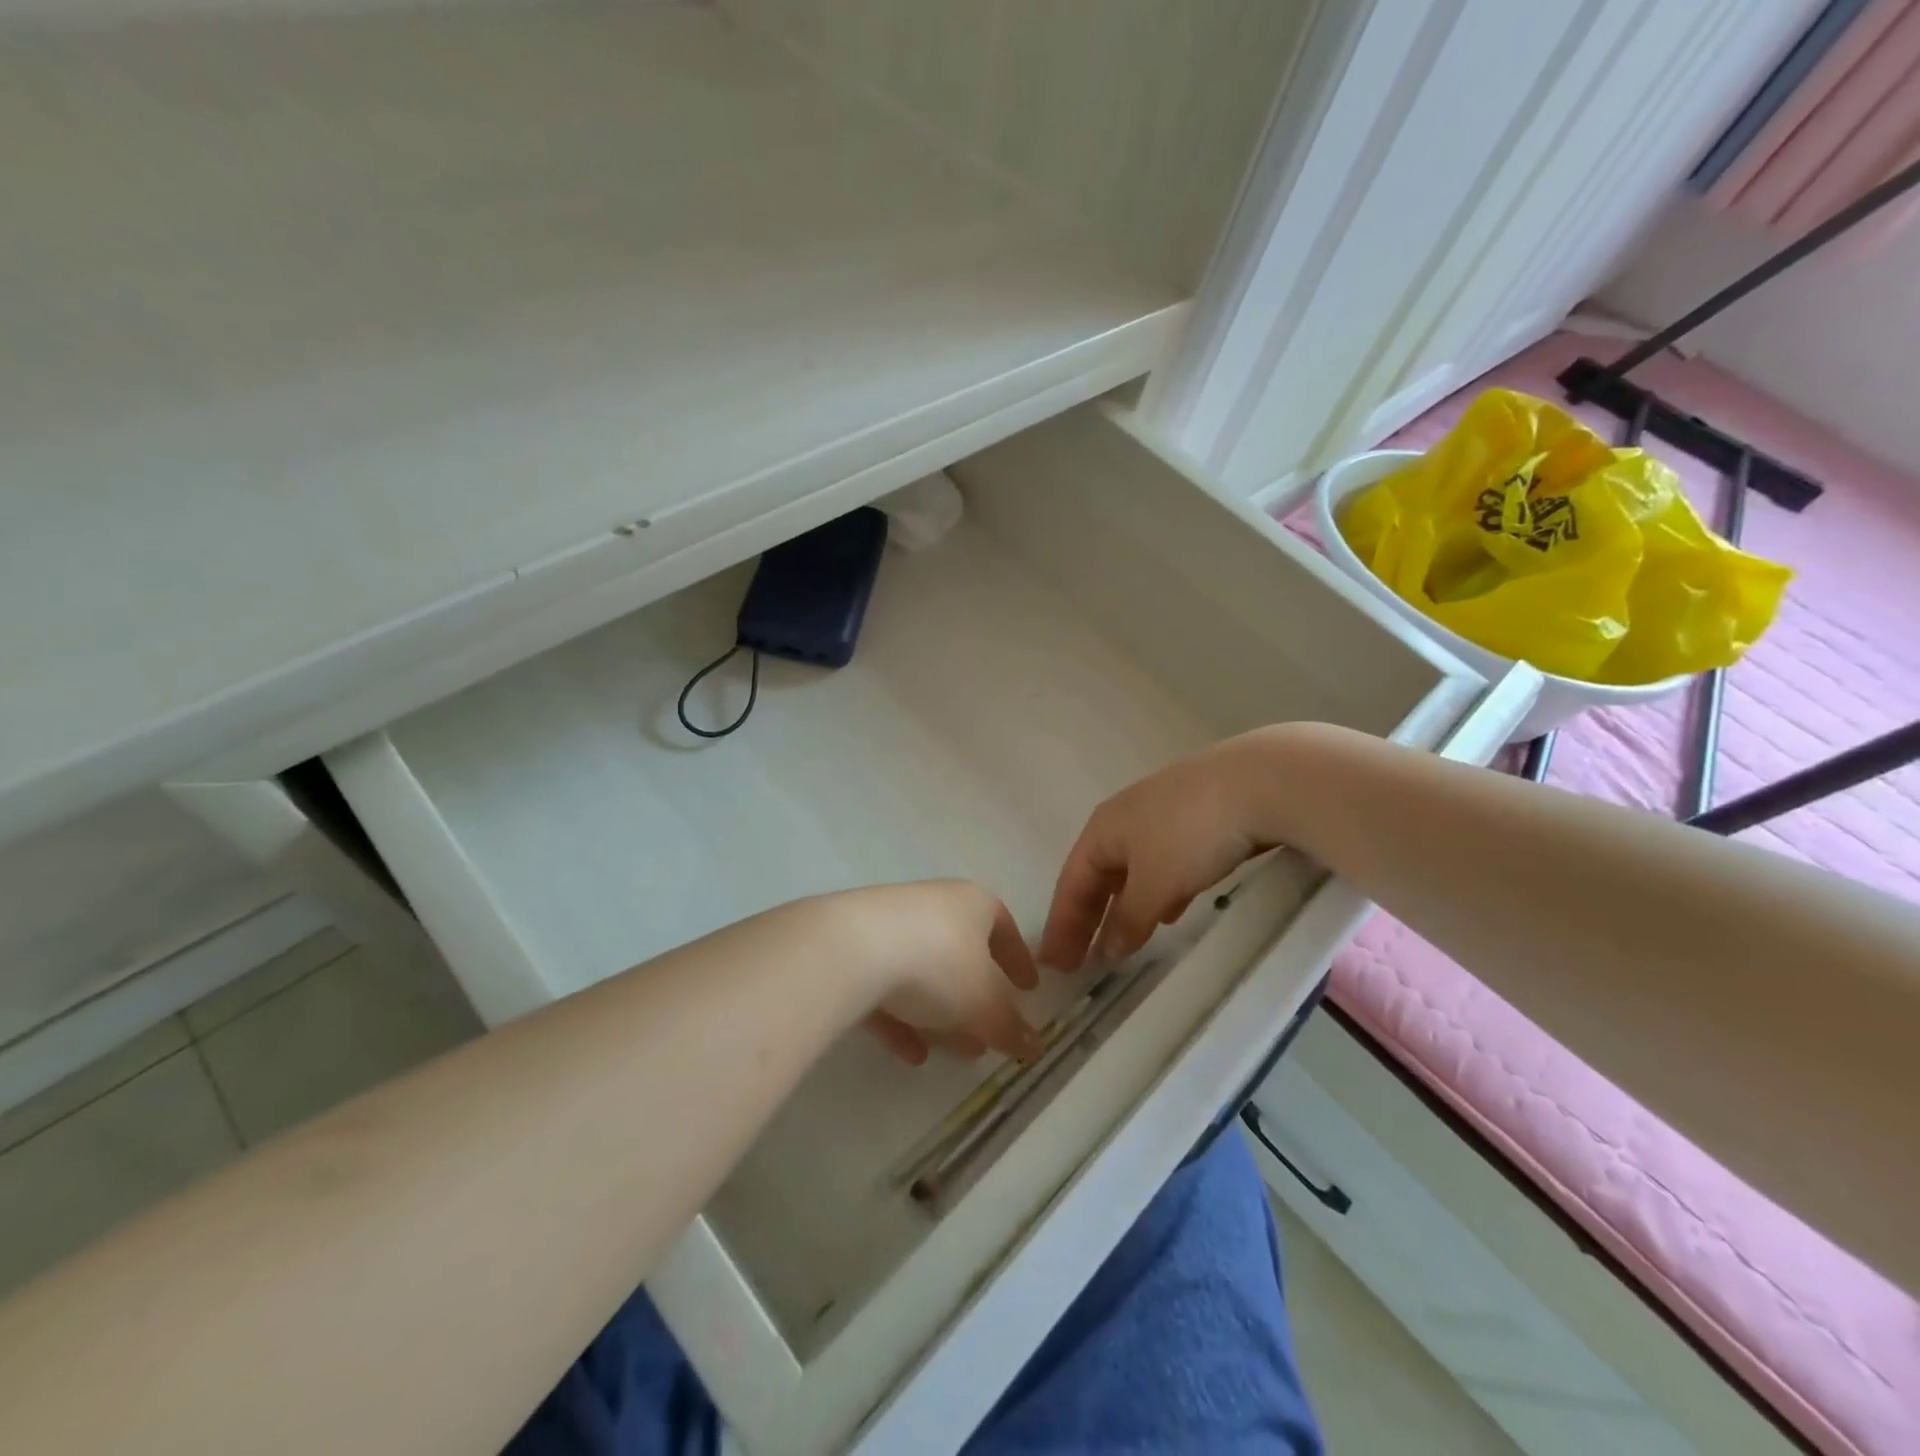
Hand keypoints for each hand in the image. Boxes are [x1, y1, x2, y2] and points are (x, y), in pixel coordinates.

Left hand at [825, 880, 1043, 1066]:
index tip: (1029, 989)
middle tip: (990, 1030)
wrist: (850, 949)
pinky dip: (902, 1016)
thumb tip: (1034, 1046)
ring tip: (957, 1051)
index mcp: (972, 903)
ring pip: (924, 970)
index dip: (1019, 960)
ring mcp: (890, 923)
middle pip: (962, 950)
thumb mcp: (984, 1003)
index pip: (1004, 927)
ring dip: (941, 1010)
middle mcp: (933, 904)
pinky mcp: (854, 947)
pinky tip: (910, 1053)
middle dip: (978, 994)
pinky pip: (887, 985)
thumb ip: (1010, 1026)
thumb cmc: (938, 964)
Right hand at [1041, 731, 1284, 969]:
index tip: (1054, 963)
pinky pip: (1162, 864)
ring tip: (1121, 942)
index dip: (1061, 925)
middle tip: (1081, 959)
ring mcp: (1160, 815)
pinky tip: (1169, 910)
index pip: (1071, 883)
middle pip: (1097, 875)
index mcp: (1102, 829)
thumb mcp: (1155, 884)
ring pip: (1131, 871)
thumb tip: (1108, 949)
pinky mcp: (1195, 819)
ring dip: (1123, 907)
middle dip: (1088, 918)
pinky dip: (1156, 893)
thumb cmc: (1190, 833)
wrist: (1258, 781)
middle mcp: (1124, 818)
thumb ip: (1128, 919)